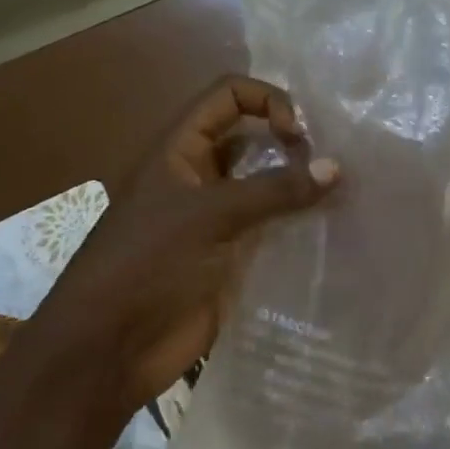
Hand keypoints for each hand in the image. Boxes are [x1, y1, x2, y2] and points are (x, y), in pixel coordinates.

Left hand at [50, 76, 337, 401]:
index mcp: (181, 149)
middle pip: (254, 135)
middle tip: (330, 163)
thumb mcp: (209, 217)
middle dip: (293, 140)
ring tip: (341, 191)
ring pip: (268, 181)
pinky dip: (300, 220)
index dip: (267, 100)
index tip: (298, 134)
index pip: (229, 95)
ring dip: (301, 182)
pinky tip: (329, 226)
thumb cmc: (146, 265)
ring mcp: (218, 215)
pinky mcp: (233, 254)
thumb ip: (274, 190)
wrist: (108, 353)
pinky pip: (273, 224)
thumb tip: (337, 167)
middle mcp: (202, 173)